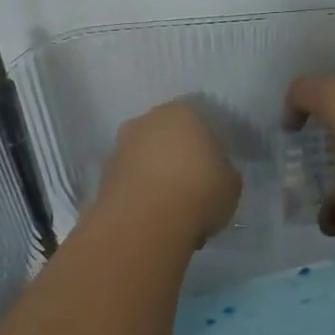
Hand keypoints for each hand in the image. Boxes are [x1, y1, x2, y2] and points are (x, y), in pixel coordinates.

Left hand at [95, 101, 241, 241]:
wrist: (145, 223)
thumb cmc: (198, 191)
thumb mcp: (231, 183)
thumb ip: (223, 171)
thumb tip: (214, 175)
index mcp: (182, 112)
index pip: (199, 120)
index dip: (208, 144)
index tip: (214, 166)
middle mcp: (146, 121)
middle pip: (167, 136)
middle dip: (177, 156)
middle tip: (192, 185)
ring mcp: (120, 147)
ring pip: (145, 158)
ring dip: (155, 176)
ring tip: (171, 208)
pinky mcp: (103, 176)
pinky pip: (130, 181)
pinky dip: (139, 194)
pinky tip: (152, 217)